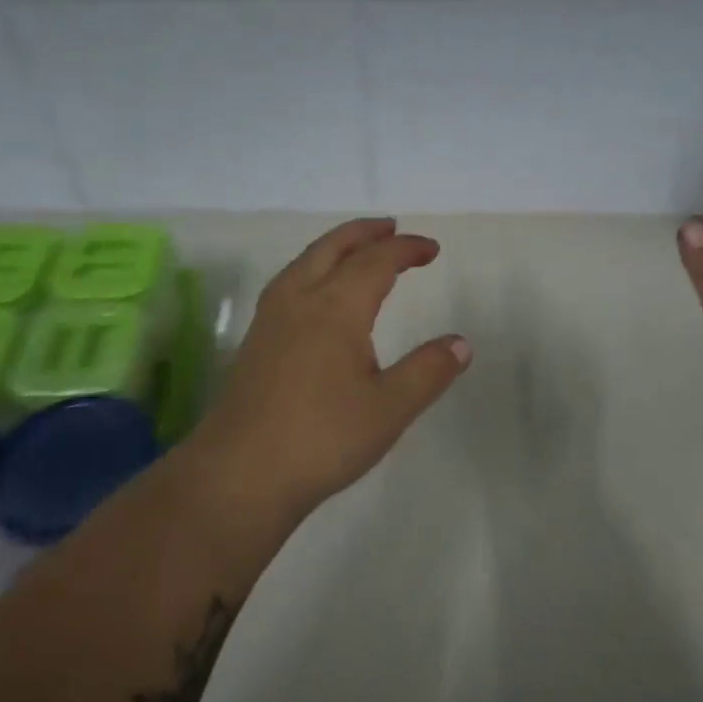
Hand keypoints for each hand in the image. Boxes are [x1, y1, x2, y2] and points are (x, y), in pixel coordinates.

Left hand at [191, 218, 470, 522]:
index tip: (431, 249)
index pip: (376, 262)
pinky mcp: (254, 343)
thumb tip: (461, 343)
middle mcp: (299, 300)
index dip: (406, 249)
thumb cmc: (323, 438)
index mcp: (336, 308)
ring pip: (303, 263)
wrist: (241, 473)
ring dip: (334, 247)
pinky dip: (311, 269)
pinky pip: (287, 284)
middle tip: (391, 228)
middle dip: (364, 234)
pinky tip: (314, 295)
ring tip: (355, 251)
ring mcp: (270, 320)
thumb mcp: (390, 408)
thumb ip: (428, 371)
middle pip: (332, 248)